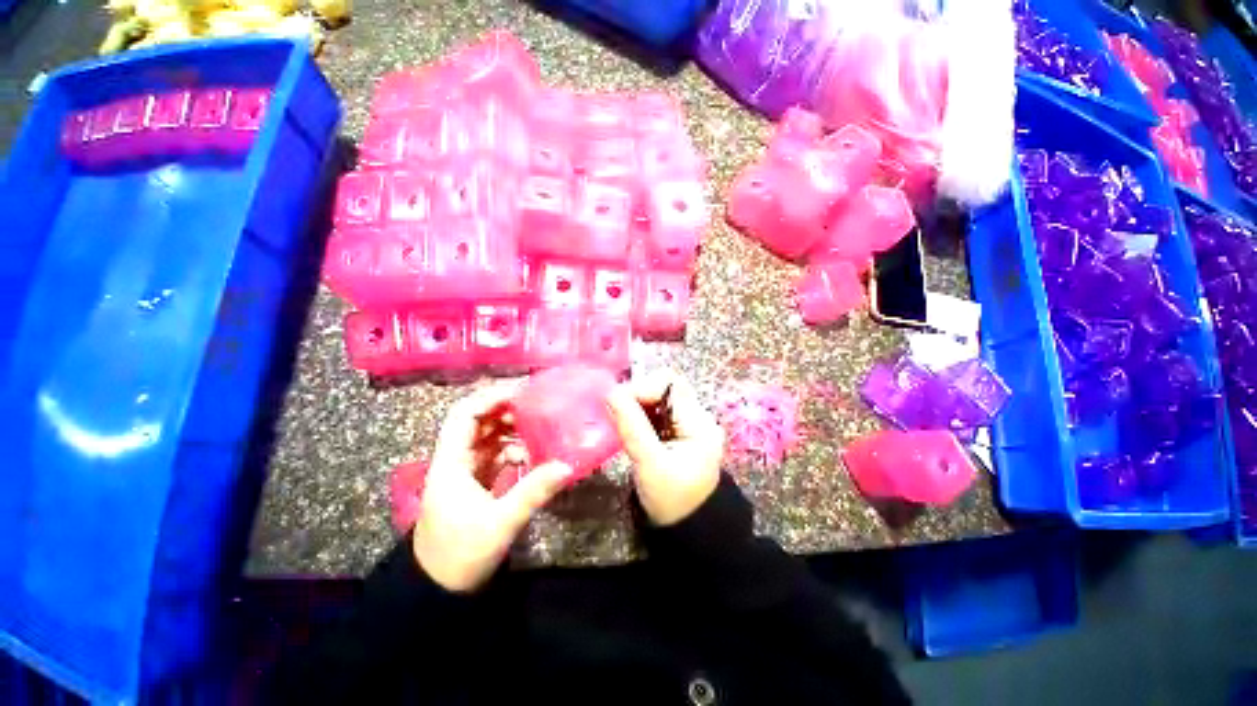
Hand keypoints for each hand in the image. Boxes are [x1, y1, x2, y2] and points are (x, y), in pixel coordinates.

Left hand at [413, 383, 571, 592]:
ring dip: (512, 429)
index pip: (465, 415)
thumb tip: (567, 465)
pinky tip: (532, 453)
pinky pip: (496, 455)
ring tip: (540, 425)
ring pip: (488, 437)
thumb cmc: (460, 554)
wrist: (437, 590)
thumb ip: (533, 492)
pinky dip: (514, 448)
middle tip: (539, 405)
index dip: (491, 398)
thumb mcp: (500, 522)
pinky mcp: (476, 483)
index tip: (523, 392)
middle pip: (478, 422)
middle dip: (506, 410)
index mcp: (451, 462)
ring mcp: (466, 472)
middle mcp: (456, 460)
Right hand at [606, 370, 726, 525]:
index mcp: (698, 423)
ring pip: (659, 399)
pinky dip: (640, 415)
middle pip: (664, 387)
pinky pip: (657, 412)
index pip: (670, 383)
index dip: (641, 387)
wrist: (690, 531)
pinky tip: (630, 429)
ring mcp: (690, 424)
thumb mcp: (649, 464)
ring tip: (621, 424)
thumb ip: (632, 426)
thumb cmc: (671, 502)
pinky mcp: (679, 432)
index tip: (617, 405)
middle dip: (637, 396)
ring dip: (637, 406)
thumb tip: (610, 392)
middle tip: (616, 415)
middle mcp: (698, 417)